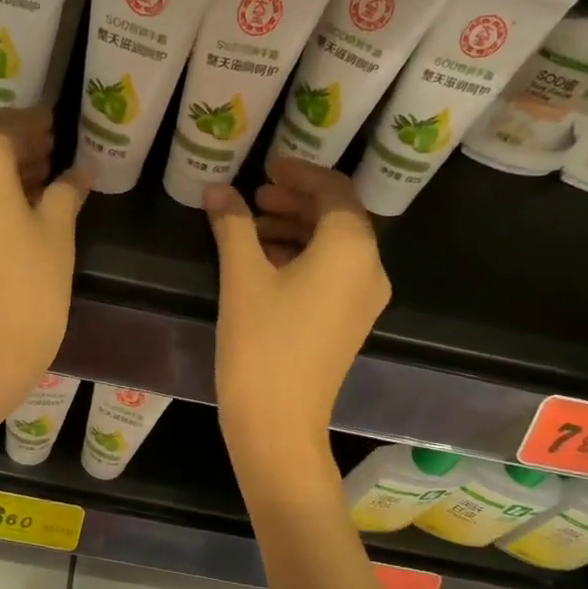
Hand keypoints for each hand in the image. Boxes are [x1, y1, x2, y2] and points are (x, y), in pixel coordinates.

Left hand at [0, 107, 86, 416]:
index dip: (37, 124)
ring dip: (6, 176)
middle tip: (57, 153)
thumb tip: (78, 173)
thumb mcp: (57, 233)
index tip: (57, 121)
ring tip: (44, 183)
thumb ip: (66, 193)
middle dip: (22, 150)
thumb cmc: (28, 286)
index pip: (11, 126)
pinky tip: (18, 211)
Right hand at [204, 158, 389, 474]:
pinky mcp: (350, 323)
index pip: (333, 190)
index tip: (266, 165)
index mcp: (351, 248)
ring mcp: (364, 300)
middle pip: (338, 217)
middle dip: (296, 201)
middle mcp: (370, 268)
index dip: (299, 172)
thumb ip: (233, 225)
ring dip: (297, 229)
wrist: (278, 422)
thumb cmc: (261, 343)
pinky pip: (334, 274)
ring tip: (253, 228)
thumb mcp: (242, 277)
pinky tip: (267, 264)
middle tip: (255, 196)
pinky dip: (304, 258)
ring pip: (335, 247)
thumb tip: (217, 190)